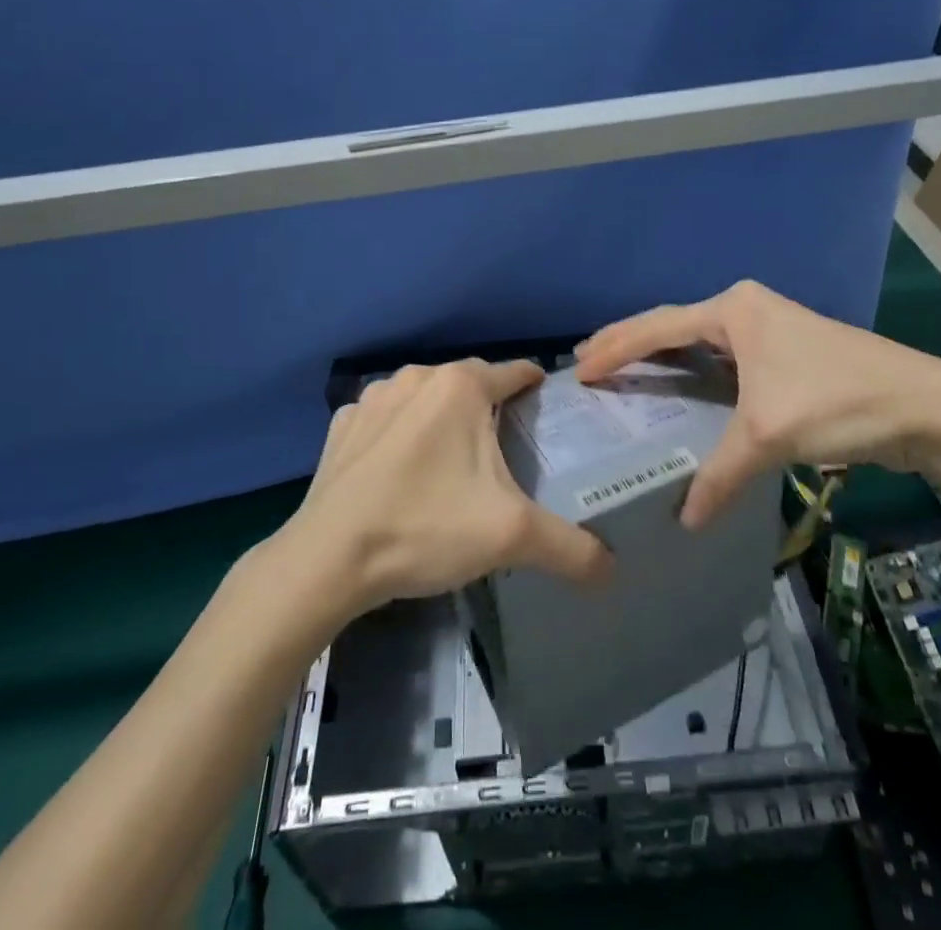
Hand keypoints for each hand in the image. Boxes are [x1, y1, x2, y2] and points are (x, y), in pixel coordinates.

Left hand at [286, 359, 612, 612]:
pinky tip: (399, 469)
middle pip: (469, 384)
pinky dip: (399, 434)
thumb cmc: (426, 527)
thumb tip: (612, 569)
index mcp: (461, 386)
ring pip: (425, 398)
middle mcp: (417, 376)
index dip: (535, 386)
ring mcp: (373, 398)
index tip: (547, 404)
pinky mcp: (342, 425)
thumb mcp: (511, 537)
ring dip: (442, 418)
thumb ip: (569, 547)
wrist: (328, 558)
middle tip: (505, 446)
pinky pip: (385, 419)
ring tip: (452, 459)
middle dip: (489, 407)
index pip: (514, 372)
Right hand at [575, 280, 940, 527]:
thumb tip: (685, 520)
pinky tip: (680, 390)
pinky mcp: (783, 355)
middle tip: (587, 363)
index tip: (579, 369)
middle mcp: (746, 310)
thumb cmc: (838, 402)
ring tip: (621, 371)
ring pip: (698, 343)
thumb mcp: (769, 434)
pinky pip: (722, 360)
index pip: (659, 326)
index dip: (616, 348)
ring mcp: (767, 330)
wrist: (926, 407)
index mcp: (734, 310)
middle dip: (630, 343)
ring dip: (661, 357)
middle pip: (673, 325)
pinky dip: (693, 373)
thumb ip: (721, 474)